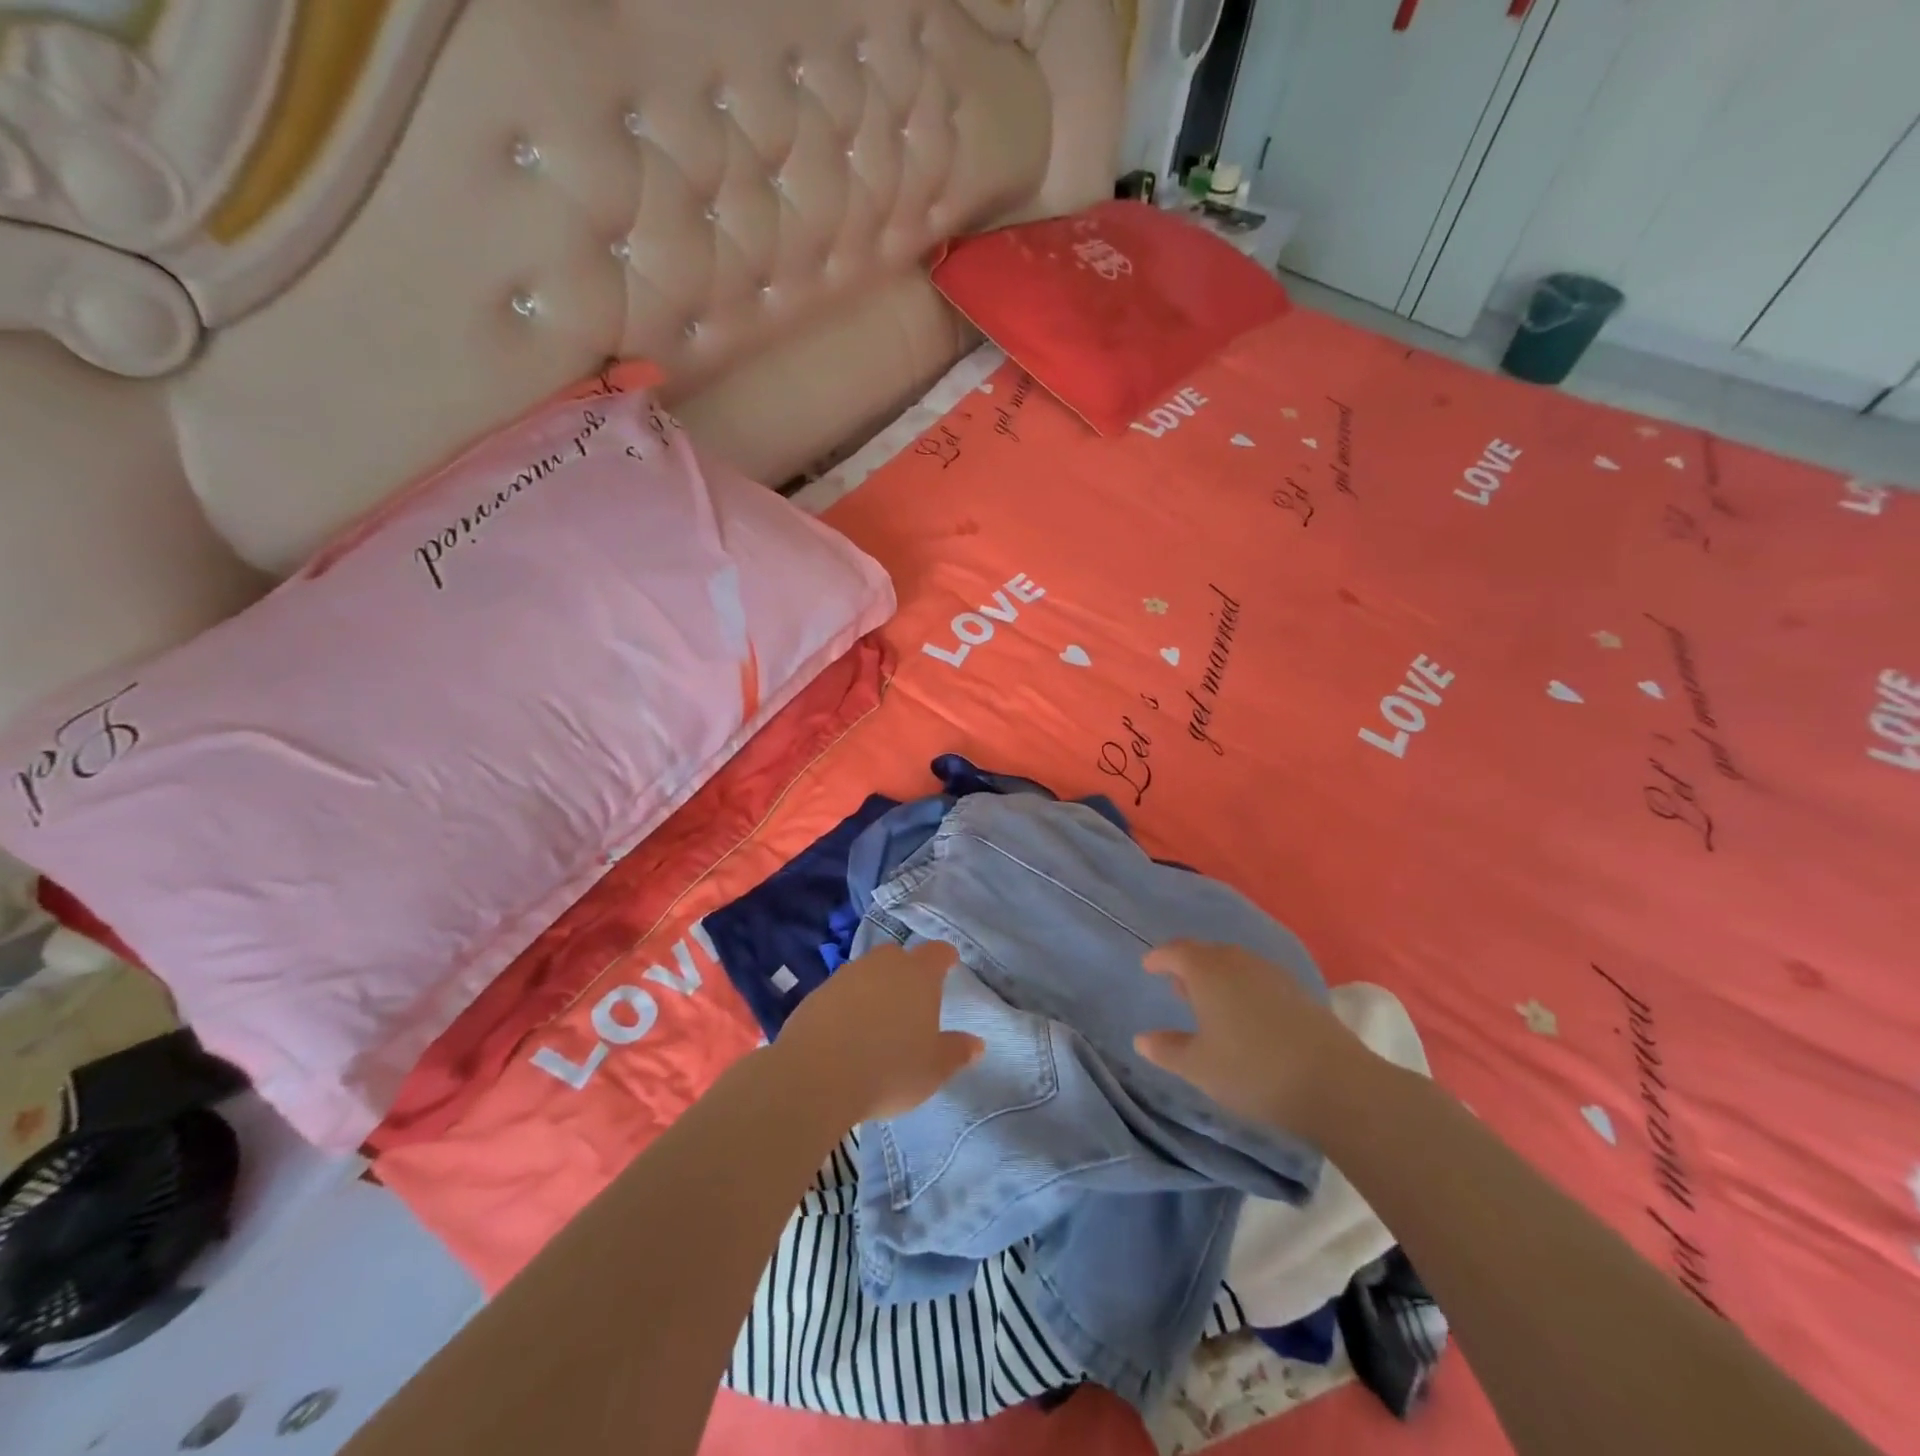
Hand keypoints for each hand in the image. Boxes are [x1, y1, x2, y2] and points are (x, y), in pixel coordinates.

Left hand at [775, 941, 983, 1121]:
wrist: (816, 1076)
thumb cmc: (889, 1069)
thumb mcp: (933, 1069)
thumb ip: (956, 1052)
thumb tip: (977, 1044)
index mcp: (918, 975)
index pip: (938, 953)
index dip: (945, 958)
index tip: (949, 964)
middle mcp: (883, 965)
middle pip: (899, 957)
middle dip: (906, 971)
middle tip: (912, 999)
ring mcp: (846, 975)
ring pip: (867, 972)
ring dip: (874, 988)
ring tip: (877, 1021)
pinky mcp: (817, 993)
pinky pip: (841, 992)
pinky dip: (847, 1005)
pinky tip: (847, 1033)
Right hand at [1133, 940, 1358, 1135]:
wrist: (1335, 1084)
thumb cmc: (1252, 1071)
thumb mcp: (1199, 1067)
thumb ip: (1167, 1049)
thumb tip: (1141, 1039)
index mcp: (1208, 971)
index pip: (1176, 951)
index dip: (1159, 957)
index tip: (1148, 966)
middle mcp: (1239, 961)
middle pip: (1207, 953)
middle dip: (1189, 966)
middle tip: (1177, 987)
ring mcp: (1273, 974)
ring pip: (1235, 965)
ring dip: (1218, 978)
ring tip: (1210, 1004)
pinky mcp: (1300, 992)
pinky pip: (1259, 980)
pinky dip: (1243, 989)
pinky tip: (1246, 1016)